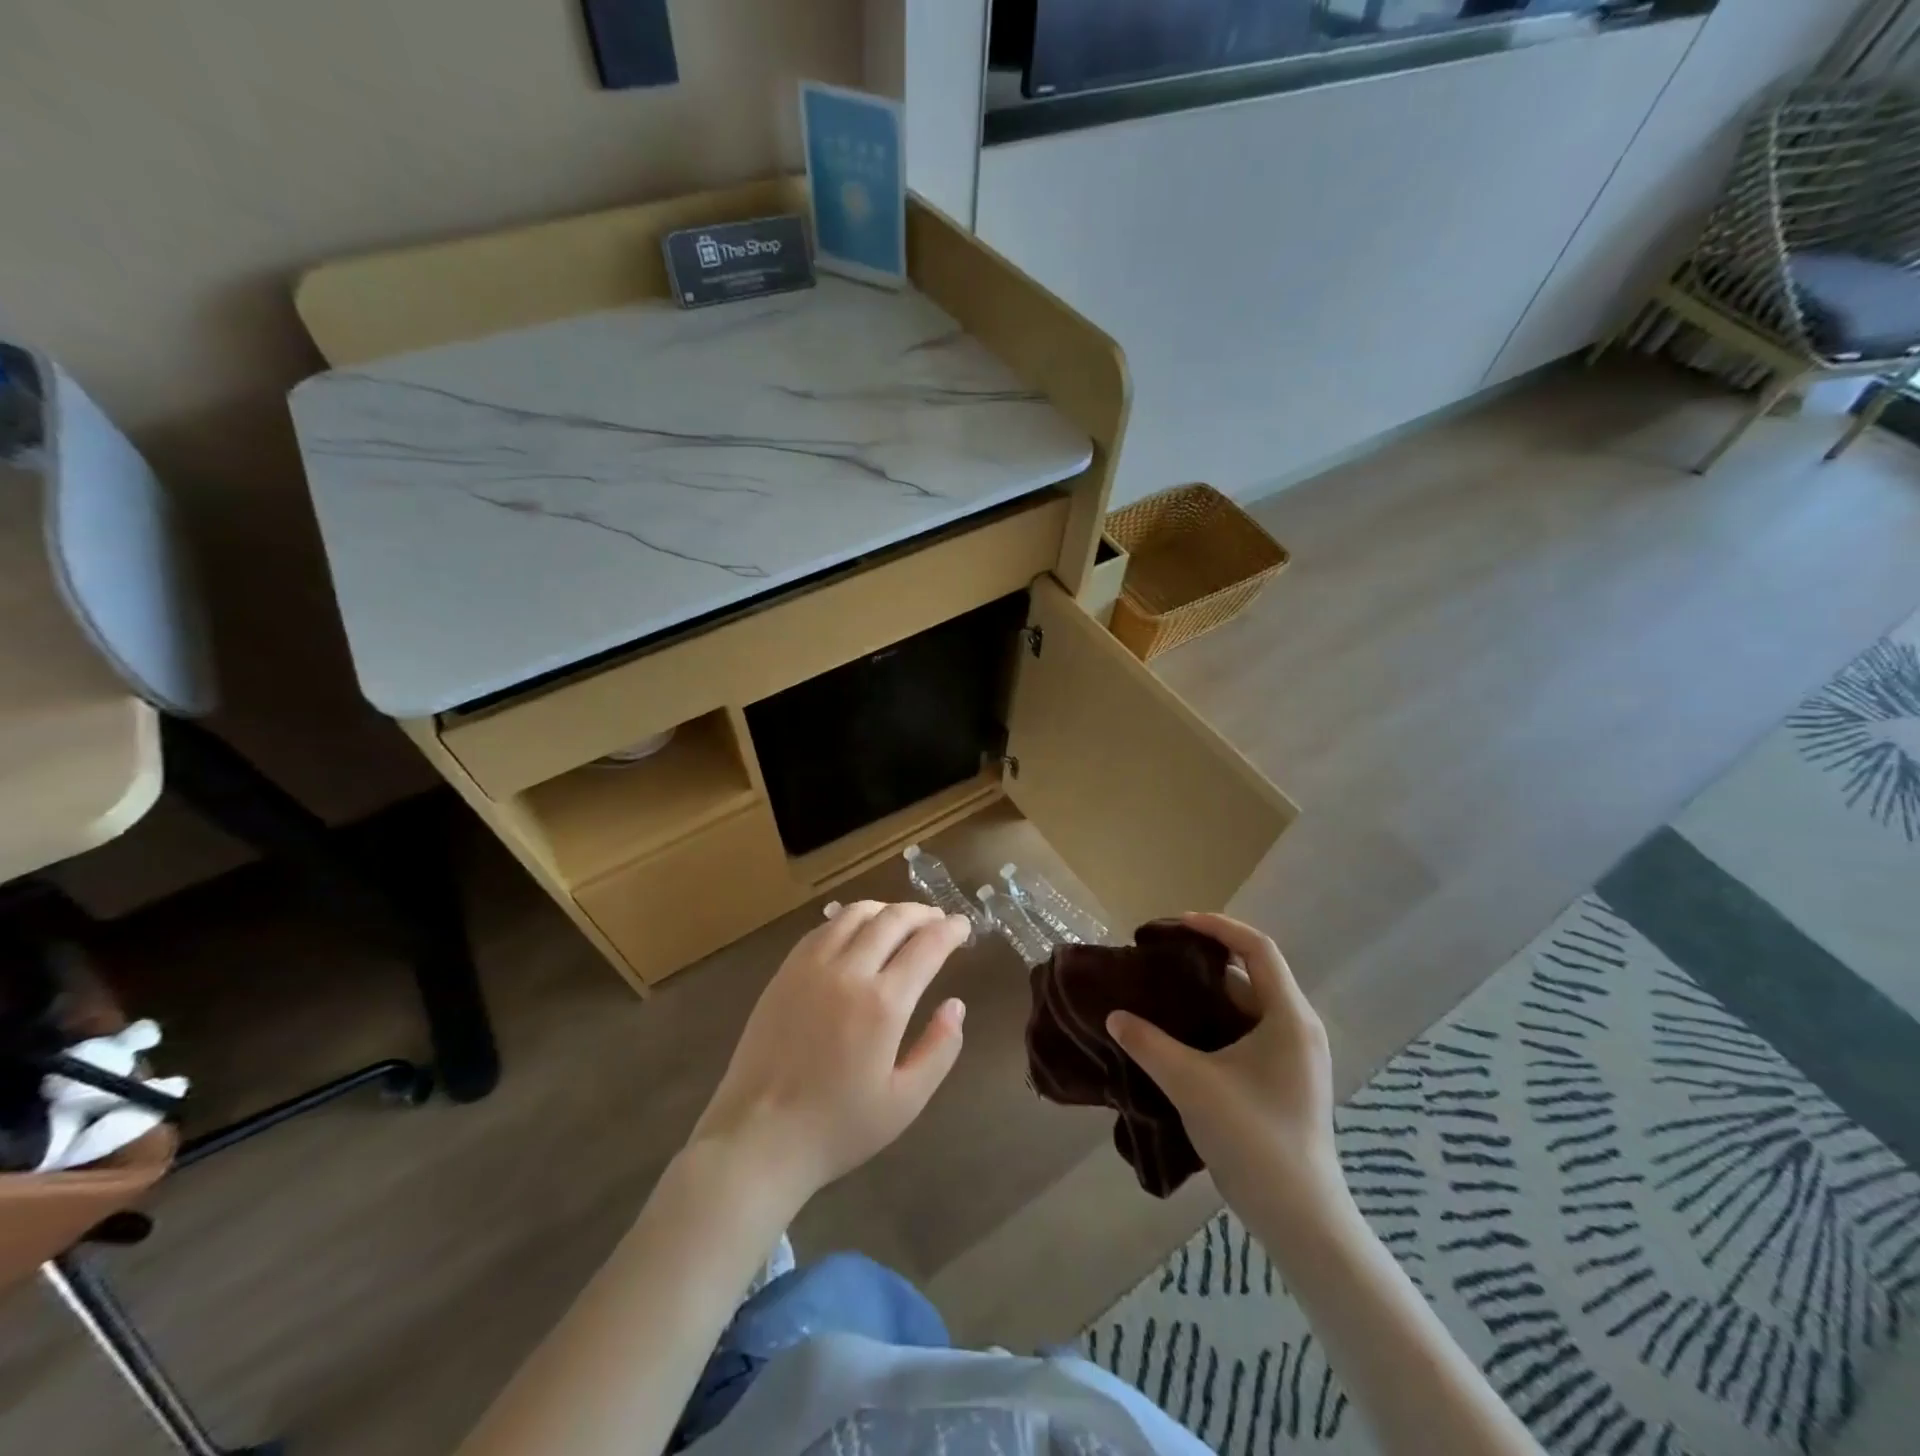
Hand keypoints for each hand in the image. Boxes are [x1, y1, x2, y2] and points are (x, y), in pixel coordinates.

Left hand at [688, 902, 968, 1213]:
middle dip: (921, 913)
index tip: (963, 925)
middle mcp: (848, 972)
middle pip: (892, 919)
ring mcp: (810, 967)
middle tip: (937, 919)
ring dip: (885, 909)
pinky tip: (856, 932)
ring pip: (854, 914)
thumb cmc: (838, 1127)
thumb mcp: (905, 1102)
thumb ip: (939, 1049)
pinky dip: (848, 920)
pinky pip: (822, 929)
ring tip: (900, 919)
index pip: (927, 946)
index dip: (950, 930)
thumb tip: (955, 1005)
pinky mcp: (784, 972)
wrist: (758, 1138)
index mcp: (883, 1004)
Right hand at [1107, 914, 1347, 1231]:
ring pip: (1247, 1007)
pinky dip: (1216, 1023)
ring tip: (1162, 993)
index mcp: (1289, 1017)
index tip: (1175, 924)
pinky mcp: (1284, 1080)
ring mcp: (1294, 1056)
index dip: (1218, 927)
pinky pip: (1248, 1033)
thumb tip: (1114, 1016)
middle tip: (1160, 960)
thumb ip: (1149, 1044)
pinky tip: (1181, 1035)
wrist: (1299, 1218)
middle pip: (1251, 975)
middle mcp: (1298, 1028)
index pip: (1258, 949)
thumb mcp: (1192, 1084)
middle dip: (1205, 962)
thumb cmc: (1253, 1138)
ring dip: (1207, 996)